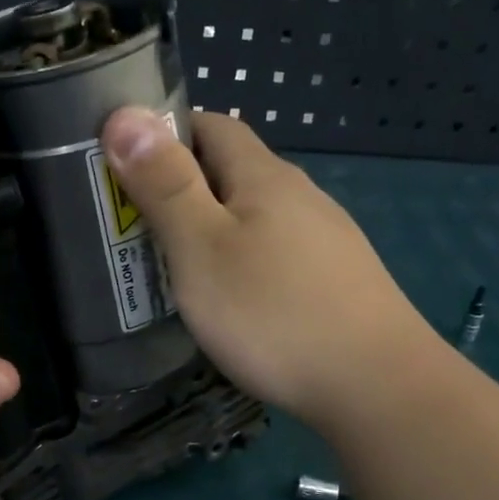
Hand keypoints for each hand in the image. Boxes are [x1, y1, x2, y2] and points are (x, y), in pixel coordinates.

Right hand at [100, 108, 433, 428]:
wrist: (374, 385)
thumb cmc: (273, 312)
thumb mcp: (202, 248)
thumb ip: (165, 185)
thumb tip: (124, 114)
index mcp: (264, 177)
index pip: (211, 125)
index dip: (165, 134)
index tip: (123, 164)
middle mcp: (300, 196)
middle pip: (234, 172)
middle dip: (182, 187)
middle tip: (135, 225)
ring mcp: (325, 240)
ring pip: (255, 217)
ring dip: (212, 228)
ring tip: (175, 266)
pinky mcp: (336, 281)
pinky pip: (276, 254)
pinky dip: (242, 261)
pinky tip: (232, 300)